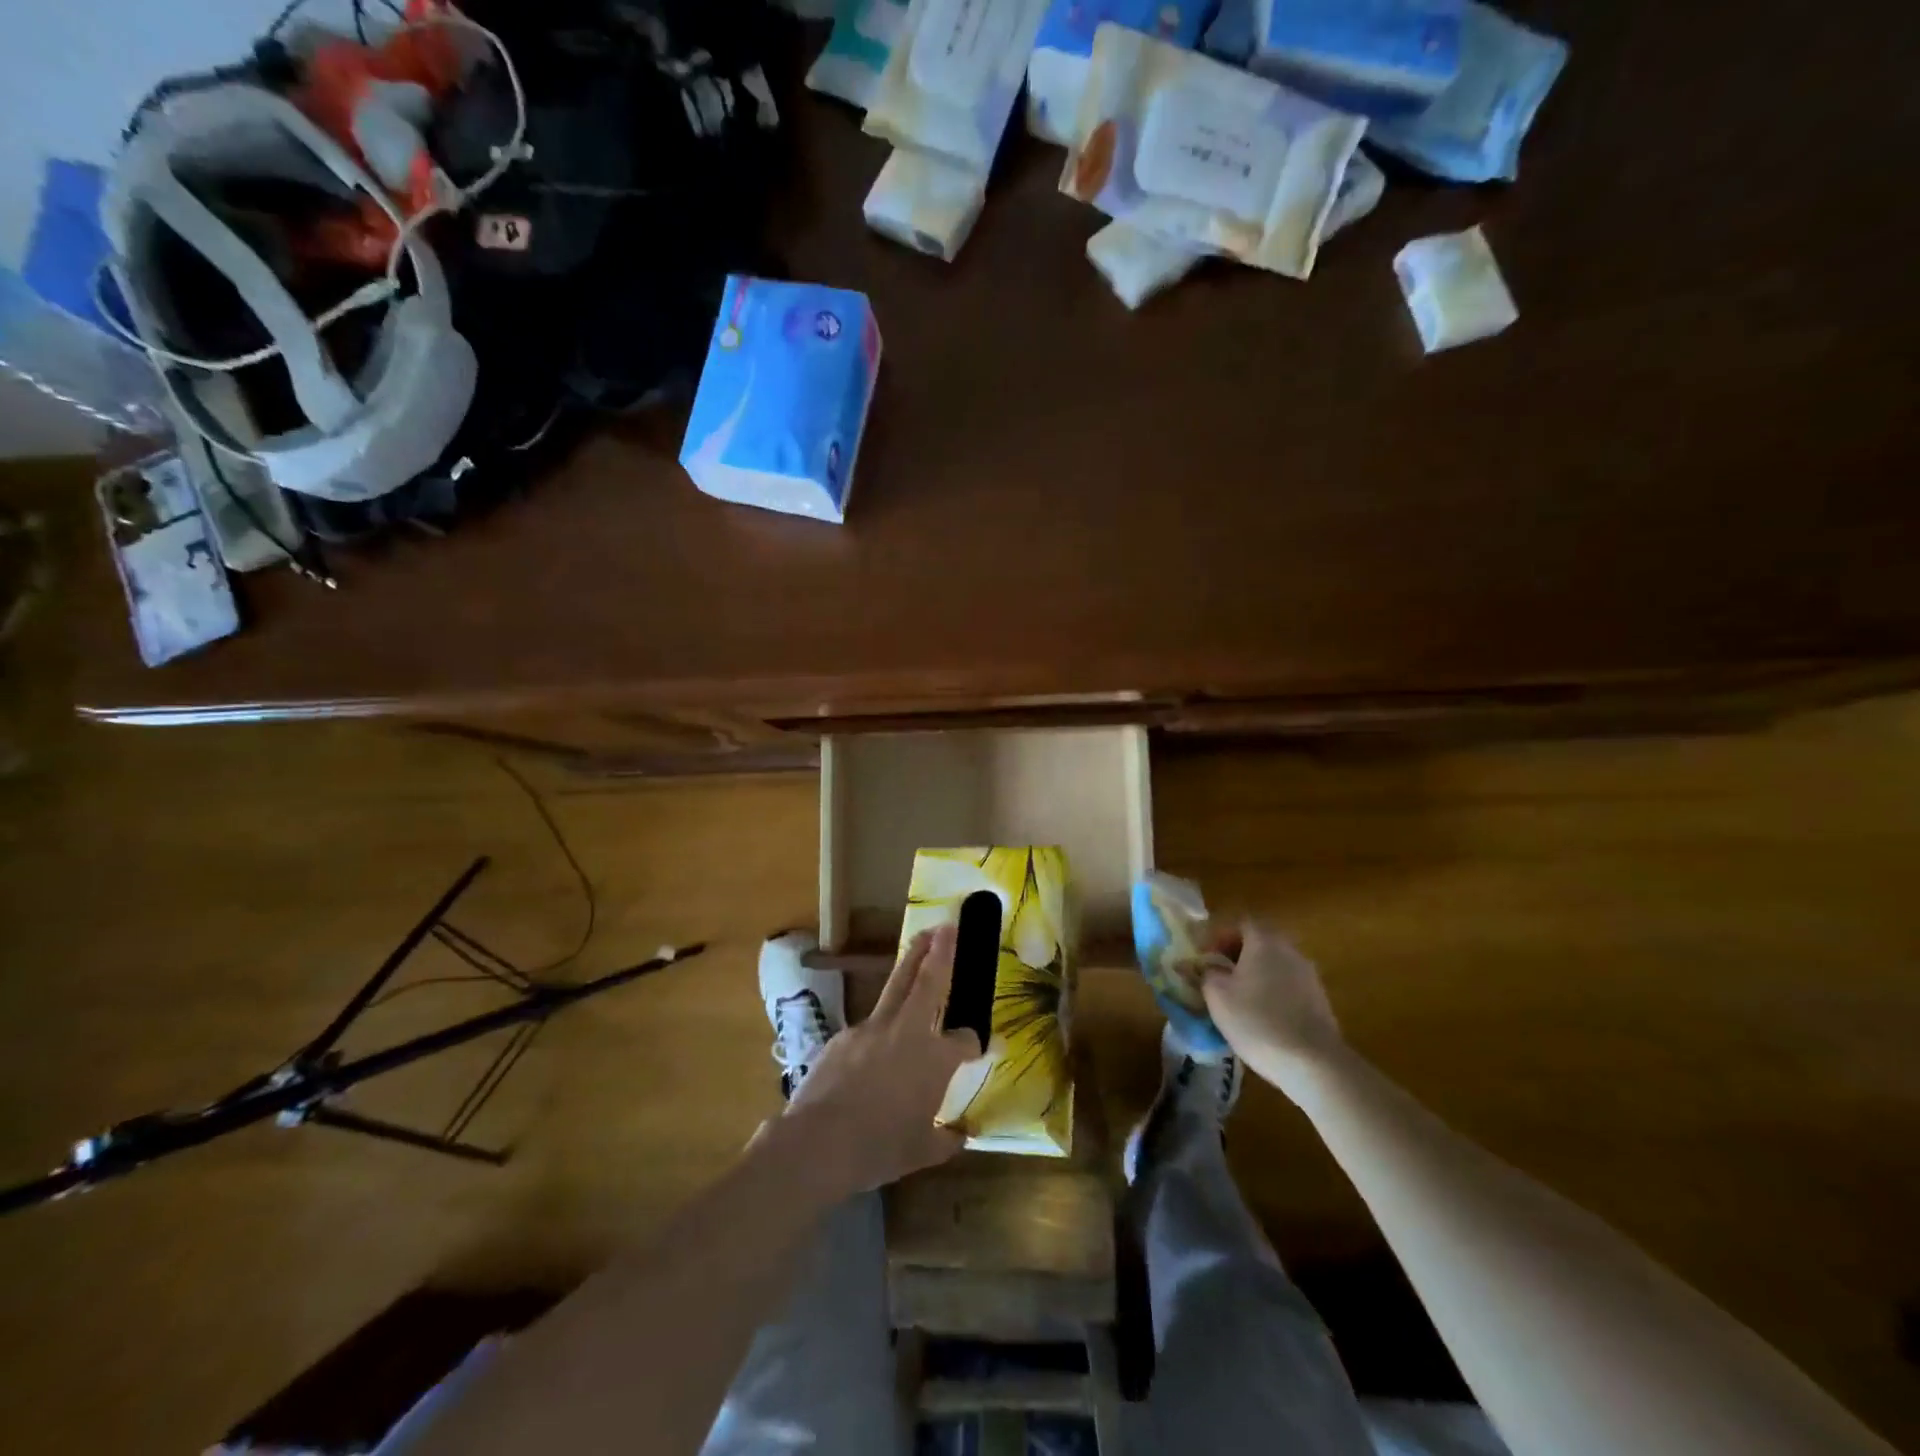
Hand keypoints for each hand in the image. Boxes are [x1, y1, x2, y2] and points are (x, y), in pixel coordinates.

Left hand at [784, 925, 982, 1196]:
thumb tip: (962, 1135)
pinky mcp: (842, 1037)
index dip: (972, 1042)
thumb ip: (945, 1139)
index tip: (975, 1047)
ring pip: (894, 991)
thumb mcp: (921, 1152)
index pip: (964, 1039)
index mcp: (934, 1057)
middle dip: (939, 951)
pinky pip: (866, 1030)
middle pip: (926, 980)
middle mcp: (905, 1032)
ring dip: (908, 969)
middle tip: (947, 926)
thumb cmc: (878, 1148)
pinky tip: (868, 1059)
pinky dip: (875, 1035)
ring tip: (916, 952)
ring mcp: (870, 1030)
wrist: (817, 1143)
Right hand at [1202, 921, 1345, 1096]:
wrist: (1314, 1063)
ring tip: (1236, 1001)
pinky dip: (1271, 994)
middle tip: (1217, 977)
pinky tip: (1261, 1019)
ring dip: (1254, 976)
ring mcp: (1309, 976)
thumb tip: (1206, 967)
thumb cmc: (1257, 1021)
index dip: (1219, 936)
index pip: (1240, 923)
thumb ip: (1206, 974)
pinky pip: (1287, 987)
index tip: (1205, 956)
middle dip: (1236, 956)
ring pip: (1274, 966)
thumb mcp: (1217, 996)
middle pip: (1259, 943)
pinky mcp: (1319, 1002)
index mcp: (1264, 941)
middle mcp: (1290, 951)